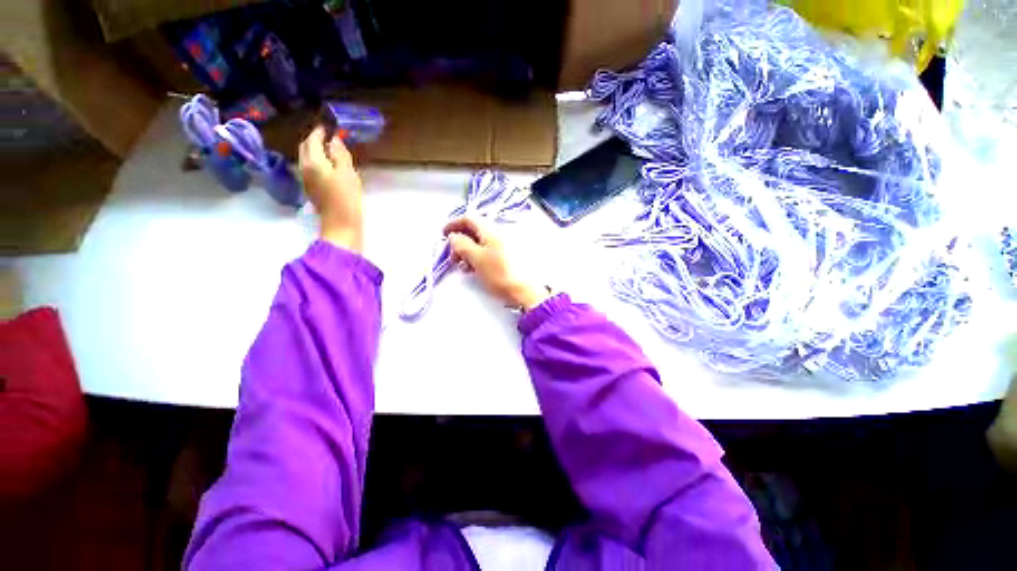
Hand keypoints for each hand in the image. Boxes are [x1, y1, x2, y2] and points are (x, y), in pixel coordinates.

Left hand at [299, 126, 363, 251]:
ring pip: (307, 159)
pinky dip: (318, 163)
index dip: (319, 132)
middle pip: (305, 149)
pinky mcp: (313, 191)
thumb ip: (340, 155)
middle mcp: (305, 168)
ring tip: (329, 151)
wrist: (341, 225)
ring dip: (315, 152)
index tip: (326, 127)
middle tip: (326, 138)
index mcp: (313, 162)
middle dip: (313, 141)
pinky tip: (329, 167)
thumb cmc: (347, 198)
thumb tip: (334, 140)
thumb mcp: (348, 173)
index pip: (312, 141)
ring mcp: (307, 181)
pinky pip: (312, 170)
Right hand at [443, 217, 549, 310]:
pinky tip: (474, 269)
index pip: (469, 219)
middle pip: (474, 231)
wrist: (524, 291)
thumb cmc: (499, 273)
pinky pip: (487, 251)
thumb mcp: (476, 258)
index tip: (443, 234)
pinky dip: (477, 257)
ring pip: (480, 242)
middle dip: (460, 241)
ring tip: (463, 266)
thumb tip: (454, 236)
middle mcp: (498, 234)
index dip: (454, 224)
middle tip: (452, 256)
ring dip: (467, 251)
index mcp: (491, 231)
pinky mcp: (506, 256)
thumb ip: (462, 244)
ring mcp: (503, 245)